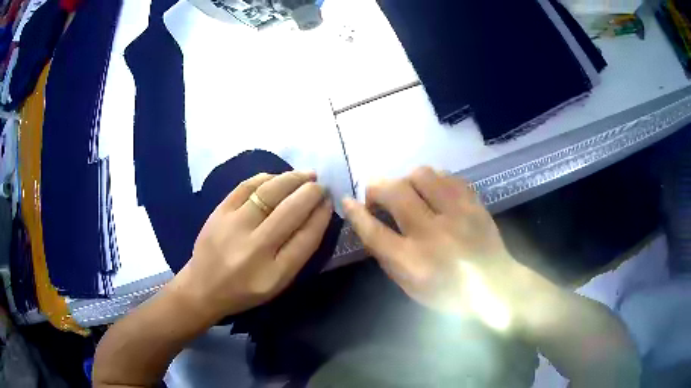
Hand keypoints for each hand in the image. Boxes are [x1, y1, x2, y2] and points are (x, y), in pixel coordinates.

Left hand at [172, 171, 332, 320]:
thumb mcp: (278, 283)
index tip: (330, 202)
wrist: (203, 287)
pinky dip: (266, 178)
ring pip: (269, 193)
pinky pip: (246, 187)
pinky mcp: (218, 213)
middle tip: (321, 186)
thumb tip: (316, 215)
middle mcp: (254, 249)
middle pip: (290, 211)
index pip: (307, 237)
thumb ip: (298, 253)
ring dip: (292, 179)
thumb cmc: (245, 290)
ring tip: (306, 175)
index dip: (322, 215)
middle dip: (311, 193)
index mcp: (274, 273)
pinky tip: (278, 177)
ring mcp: (233, 227)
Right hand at [343, 167, 523, 328]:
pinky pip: (448, 176)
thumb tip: (370, 225)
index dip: (356, 213)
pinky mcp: (474, 204)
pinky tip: (433, 190)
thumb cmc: (449, 293)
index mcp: (413, 262)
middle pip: (395, 193)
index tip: (348, 201)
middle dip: (377, 188)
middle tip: (377, 195)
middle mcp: (433, 234)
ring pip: (422, 175)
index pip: (374, 231)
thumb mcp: (411, 287)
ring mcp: (457, 215)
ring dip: (406, 179)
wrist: (495, 286)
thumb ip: (388, 257)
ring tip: (408, 191)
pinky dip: (434, 179)